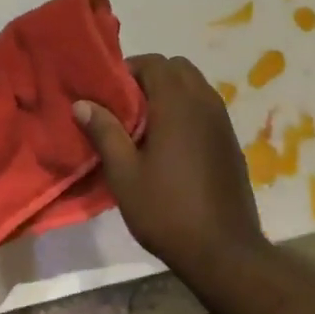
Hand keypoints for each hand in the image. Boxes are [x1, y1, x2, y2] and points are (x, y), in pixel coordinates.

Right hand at [74, 54, 267, 282]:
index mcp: (178, 104)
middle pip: (178, 69)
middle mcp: (205, 103)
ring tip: (146, 128)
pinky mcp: (231, 142)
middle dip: (151, 78)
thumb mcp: (124, 174)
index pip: (154, 63)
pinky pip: (207, 109)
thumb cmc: (166, 210)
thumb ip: (105, 132)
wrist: (223, 250)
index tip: (109, 95)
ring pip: (196, 87)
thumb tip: (82, 103)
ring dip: (171, 94)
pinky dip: (188, 112)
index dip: (128, 71)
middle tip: (126, 109)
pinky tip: (171, 147)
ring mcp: (223, 122)